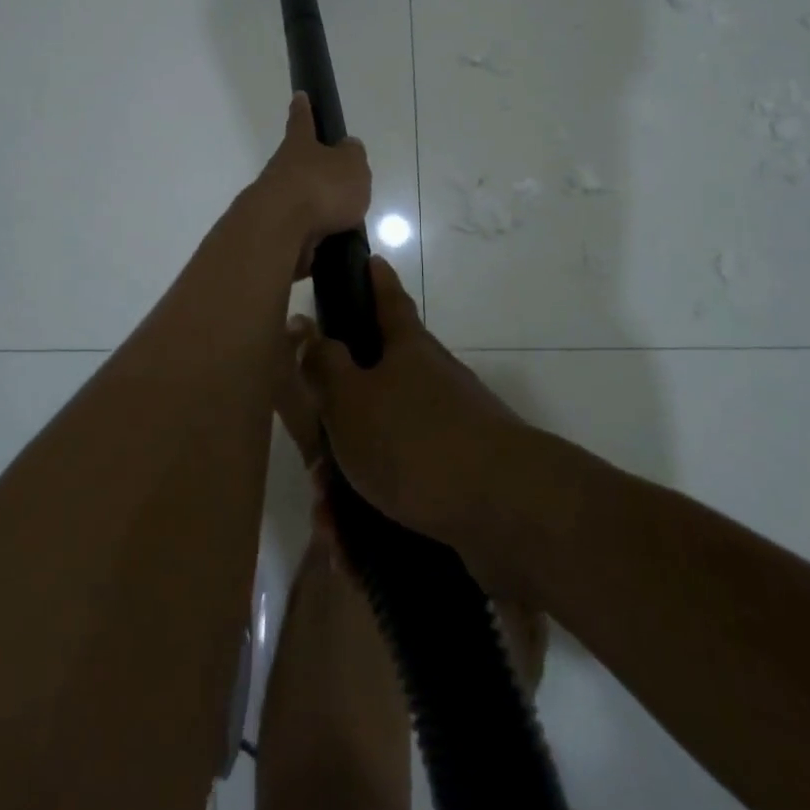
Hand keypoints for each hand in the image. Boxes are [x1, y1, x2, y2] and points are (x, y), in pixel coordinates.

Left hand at [254, 92, 370, 278]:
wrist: (279, 231)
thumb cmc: (320, 188)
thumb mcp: (352, 165)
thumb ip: (353, 155)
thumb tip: (347, 148)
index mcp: (299, 146)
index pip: (302, 121)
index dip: (303, 109)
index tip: (299, 96)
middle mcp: (281, 170)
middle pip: (298, 165)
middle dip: (314, 171)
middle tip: (337, 182)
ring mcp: (274, 203)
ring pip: (299, 201)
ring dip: (317, 210)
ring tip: (344, 222)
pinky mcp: (274, 235)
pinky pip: (299, 233)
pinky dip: (313, 239)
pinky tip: (331, 248)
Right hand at [290, 256, 531, 585]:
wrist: (506, 512)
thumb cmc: (415, 440)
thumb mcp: (351, 399)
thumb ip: (322, 364)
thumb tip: (302, 324)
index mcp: (406, 350)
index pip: (387, 298)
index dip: (374, 279)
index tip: (368, 258)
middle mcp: (429, 383)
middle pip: (373, 385)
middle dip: (336, 423)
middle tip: (312, 460)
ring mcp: (447, 432)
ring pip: (381, 447)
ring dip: (348, 483)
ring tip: (329, 522)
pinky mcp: (456, 481)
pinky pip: (402, 490)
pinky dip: (373, 516)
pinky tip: (352, 550)